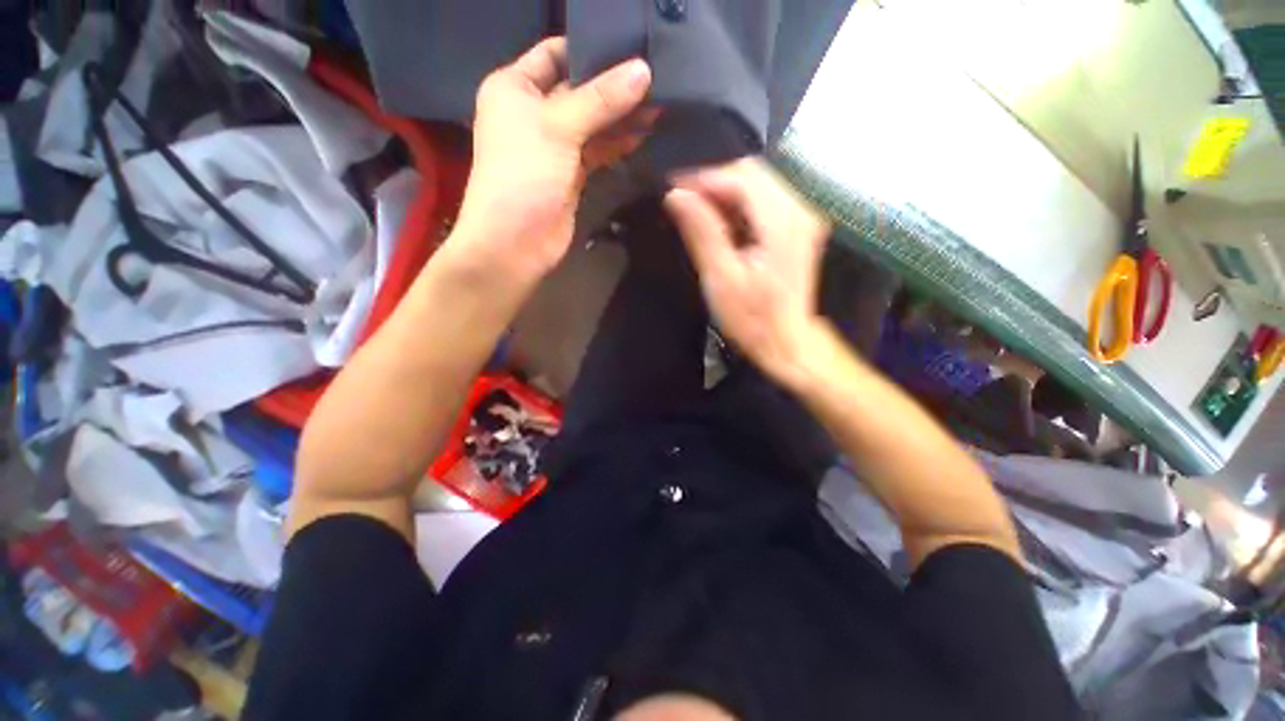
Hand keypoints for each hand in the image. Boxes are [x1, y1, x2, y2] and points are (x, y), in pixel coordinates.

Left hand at [453, 37, 652, 283]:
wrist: (515, 243)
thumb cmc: (523, 176)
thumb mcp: (558, 127)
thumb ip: (600, 99)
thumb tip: (643, 71)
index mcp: (515, 87)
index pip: (557, 53)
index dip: (592, 49)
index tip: (633, 47)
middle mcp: (534, 112)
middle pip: (580, 89)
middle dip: (615, 86)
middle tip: (658, 80)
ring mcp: (555, 146)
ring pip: (593, 123)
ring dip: (622, 117)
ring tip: (660, 106)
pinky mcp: (571, 174)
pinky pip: (598, 150)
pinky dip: (618, 143)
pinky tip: (644, 134)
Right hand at [664, 158, 830, 387]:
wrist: (787, 342)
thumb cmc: (753, 319)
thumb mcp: (721, 279)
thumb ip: (702, 232)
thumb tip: (676, 195)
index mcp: (782, 222)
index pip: (741, 176)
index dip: (704, 176)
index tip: (672, 186)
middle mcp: (799, 210)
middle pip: (752, 173)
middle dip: (712, 181)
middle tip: (680, 199)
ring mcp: (801, 218)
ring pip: (757, 185)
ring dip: (723, 192)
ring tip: (693, 209)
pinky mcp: (797, 228)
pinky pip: (763, 201)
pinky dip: (737, 204)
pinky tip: (718, 220)